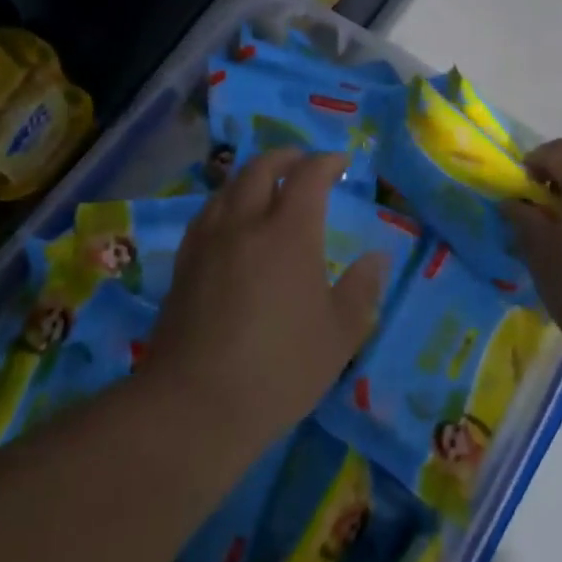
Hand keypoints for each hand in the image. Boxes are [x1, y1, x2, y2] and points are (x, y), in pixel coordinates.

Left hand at [147, 149, 384, 448]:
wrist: (195, 404)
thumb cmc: (279, 369)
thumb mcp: (339, 335)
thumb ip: (362, 290)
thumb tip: (377, 258)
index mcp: (289, 233)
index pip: (308, 176)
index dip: (326, 162)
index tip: (341, 162)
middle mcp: (245, 223)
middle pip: (260, 168)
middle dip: (285, 156)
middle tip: (303, 162)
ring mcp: (208, 241)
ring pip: (228, 186)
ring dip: (251, 174)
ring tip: (267, 185)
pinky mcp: (183, 264)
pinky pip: (207, 213)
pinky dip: (226, 200)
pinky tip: (230, 221)